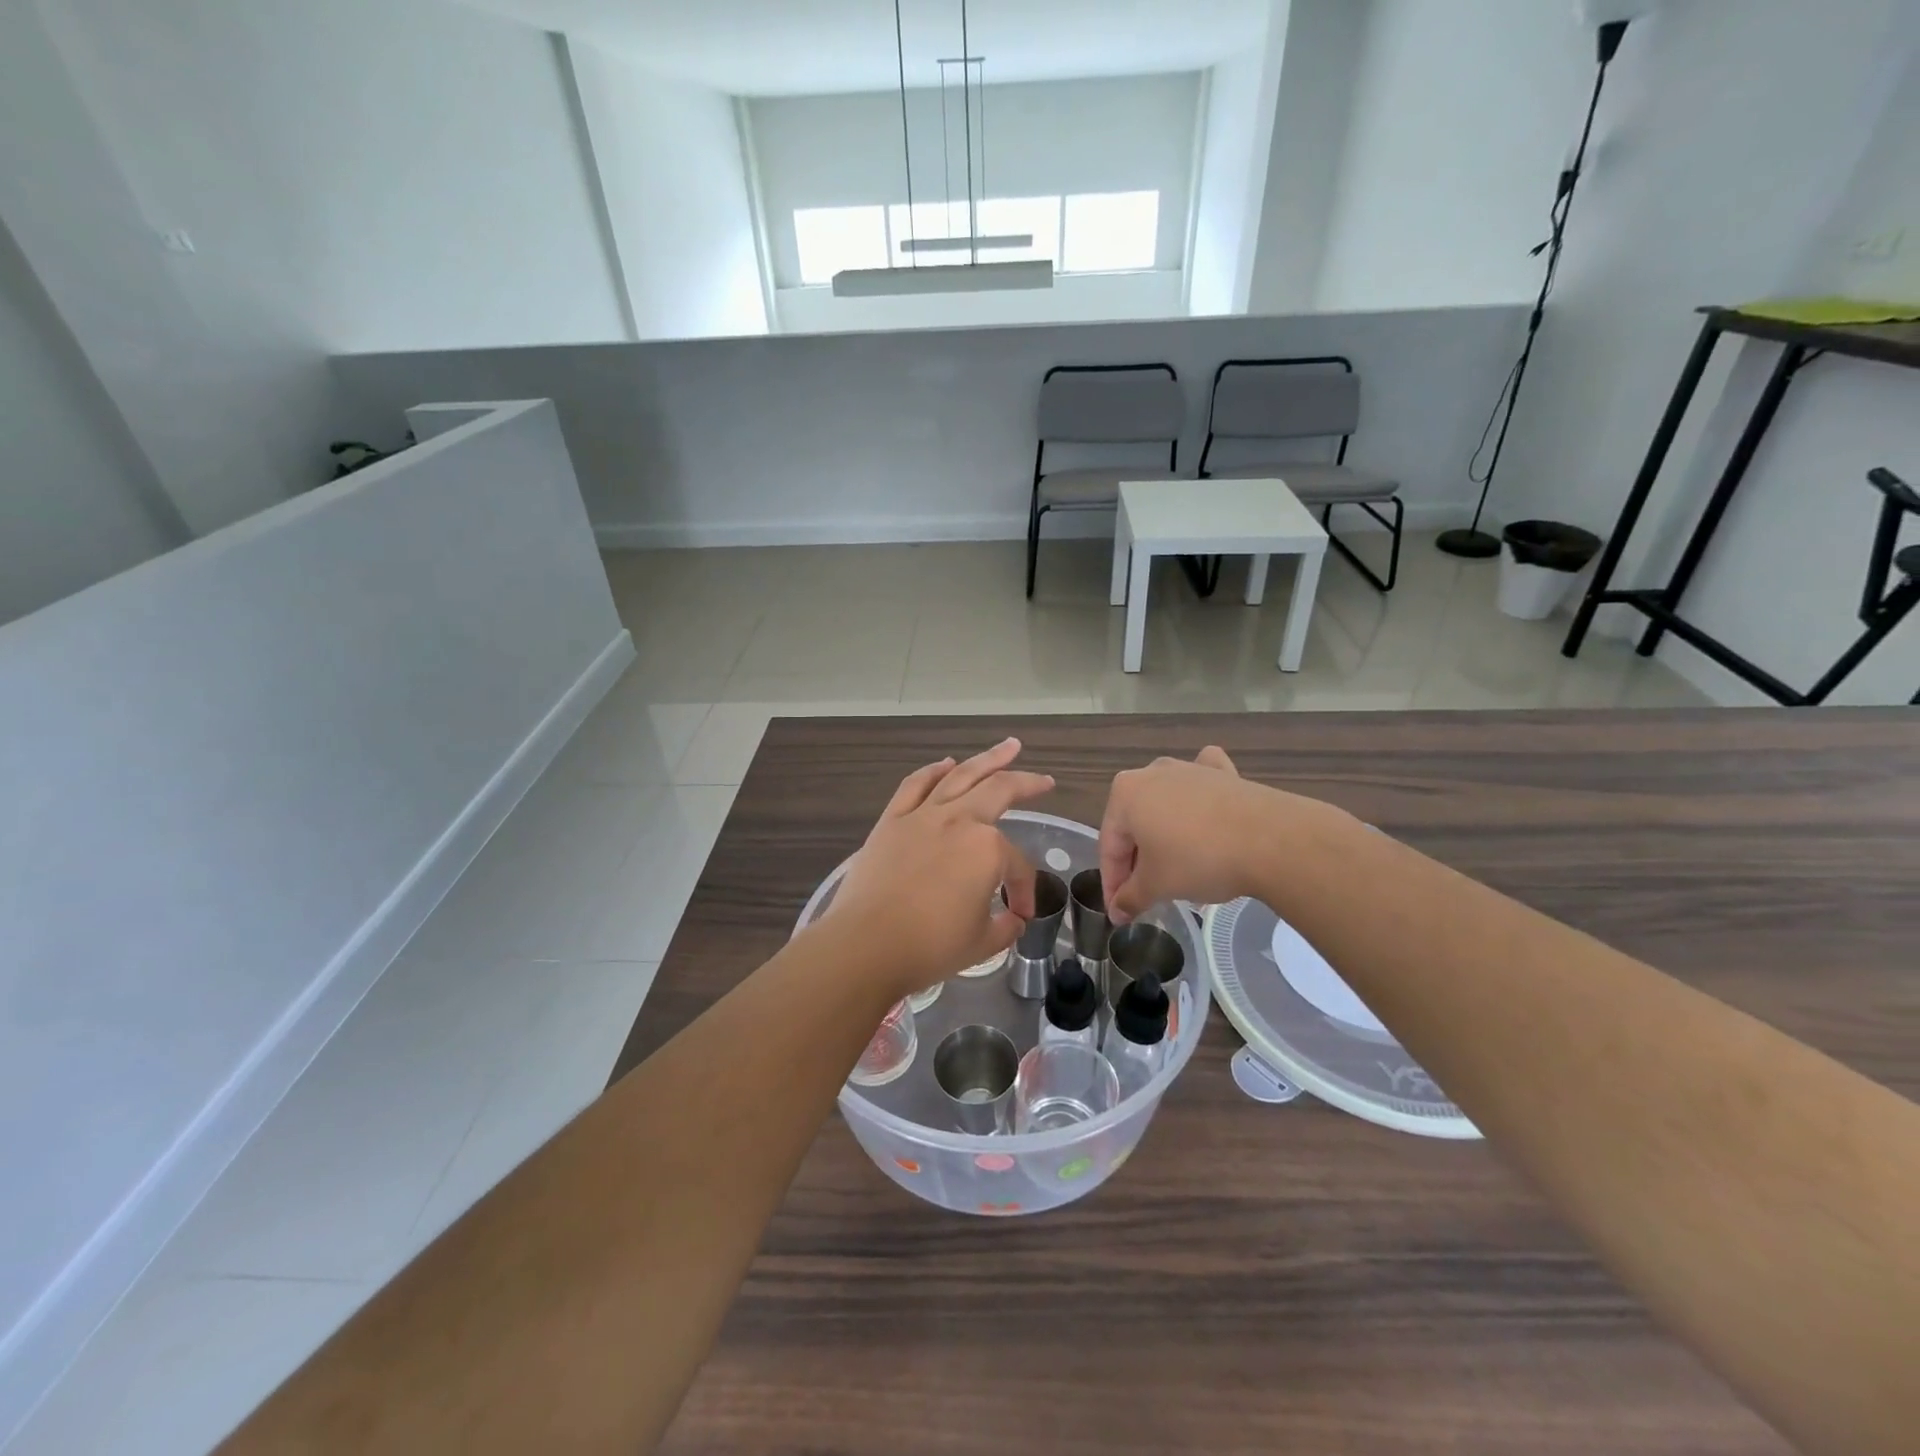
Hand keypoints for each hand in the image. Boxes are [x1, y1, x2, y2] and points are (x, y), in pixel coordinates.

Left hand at [823, 739, 1053, 996]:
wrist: (866, 945)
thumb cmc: (930, 947)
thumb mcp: (983, 943)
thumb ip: (1006, 927)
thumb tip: (1013, 920)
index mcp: (988, 849)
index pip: (1017, 866)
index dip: (1023, 891)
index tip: (1019, 915)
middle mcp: (959, 820)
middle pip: (1000, 791)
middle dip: (1027, 783)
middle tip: (1044, 780)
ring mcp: (923, 815)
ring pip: (961, 776)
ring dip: (988, 758)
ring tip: (1009, 746)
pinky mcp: (892, 820)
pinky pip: (915, 785)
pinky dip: (933, 770)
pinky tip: (946, 764)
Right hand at [1099, 747, 1276, 922]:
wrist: (1271, 840)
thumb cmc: (1198, 859)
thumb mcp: (1157, 886)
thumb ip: (1131, 897)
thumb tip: (1118, 912)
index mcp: (1125, 794)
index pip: (1110, 845)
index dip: (1112, 883)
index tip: (1119, 911)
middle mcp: (1152, 773)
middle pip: (1136, 824)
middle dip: (1139, 859)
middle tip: (1147, 893)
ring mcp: (1190, 769)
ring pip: (1167, 805)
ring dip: (1165, 836)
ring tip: (1177, 869)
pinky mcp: (1224, 773)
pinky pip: (1202, 786)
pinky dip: (1199, 798)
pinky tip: (1204, 808)